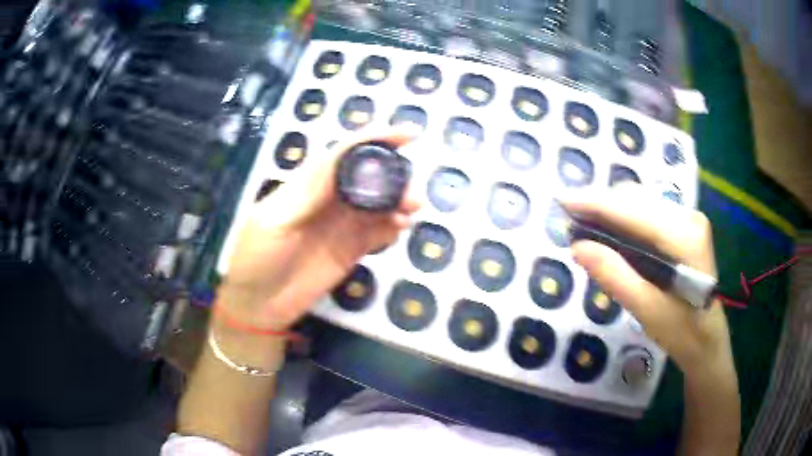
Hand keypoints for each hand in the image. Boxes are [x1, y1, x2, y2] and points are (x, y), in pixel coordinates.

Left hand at [218, 131, 419, 329]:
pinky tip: (400, 229)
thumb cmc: (256, 258)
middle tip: (411, 191)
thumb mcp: (273, 221)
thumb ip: (308, 193)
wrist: (257, 304)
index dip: (374, 140)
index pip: (345, 154)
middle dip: (393, 176)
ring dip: (398, 202)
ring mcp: (342, 225)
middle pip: (368, 177)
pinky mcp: (351, 250)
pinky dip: (393, 227)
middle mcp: (329, 200)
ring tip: (412, 209)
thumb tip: (345, 165)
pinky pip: (378, 233)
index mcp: (308, 185)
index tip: (407, 135)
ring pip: (378, 204)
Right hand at [563, 184, 733, 376]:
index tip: (562, 201)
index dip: (595, 203)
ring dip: (611, 212)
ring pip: (641, 203)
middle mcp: (688, 217)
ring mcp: (689, 219)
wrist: (708, 340)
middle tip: (571, 224)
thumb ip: (614, 276)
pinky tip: (612, 234)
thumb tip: (577, 246)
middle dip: (601, 207)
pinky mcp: (686, 226)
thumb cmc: (682, 332)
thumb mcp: (646, 310)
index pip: (633, 211)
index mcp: (684, 237)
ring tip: (586, 229)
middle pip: (636, 200)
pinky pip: (648, 212)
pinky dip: (625, 219)